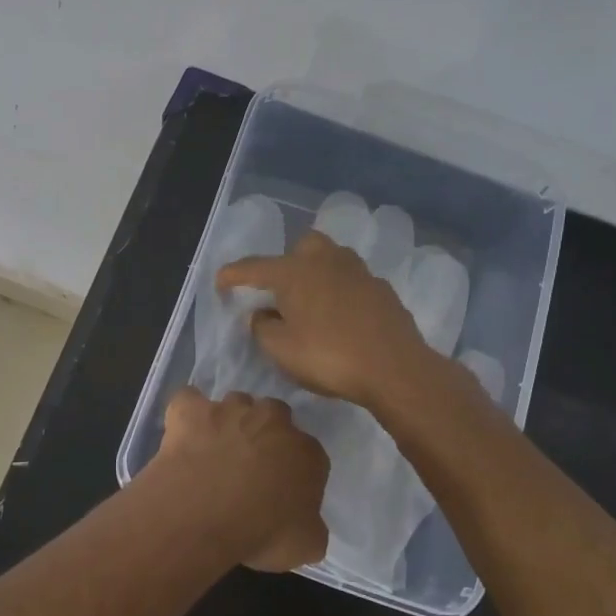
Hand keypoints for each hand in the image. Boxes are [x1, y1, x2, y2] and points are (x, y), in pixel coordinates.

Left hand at [146, 387, 328, 571]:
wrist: (202, 514)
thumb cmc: (261, 534)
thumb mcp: (306, 546)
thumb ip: (311, 525)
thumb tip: (304, 520)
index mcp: (306, 452)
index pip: (309, 455)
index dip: (294, 472)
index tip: (281, 492)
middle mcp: (272, 419)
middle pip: (274, 417)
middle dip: (264, 435)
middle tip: (248, 467)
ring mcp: (229, 409)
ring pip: (235, 403)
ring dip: (229, 421)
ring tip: (214, 451)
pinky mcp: (190, 410)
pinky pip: (189, 400)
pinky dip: (187, 412)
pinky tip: (183, 431)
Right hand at [216, 231, 465, 408]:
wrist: (395, 369)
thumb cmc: (328, 356)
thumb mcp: (280, 350)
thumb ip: (262, 327)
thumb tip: (262, 314)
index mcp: (294, 272)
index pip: (254, 267)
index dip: (233, 275)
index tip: (220, 283)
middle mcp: (326, 261)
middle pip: (300, 247)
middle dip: (286, 262)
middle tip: (280, 291)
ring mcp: (358, 272)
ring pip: (331, 259)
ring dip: (316, 273)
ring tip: (310, 302)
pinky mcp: (382, 290)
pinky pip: (352, 281)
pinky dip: (340, 292)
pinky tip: (340, 317)